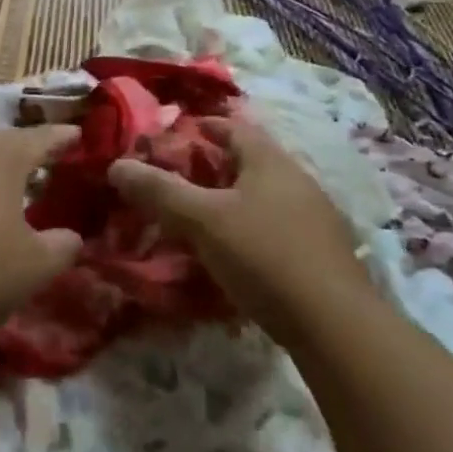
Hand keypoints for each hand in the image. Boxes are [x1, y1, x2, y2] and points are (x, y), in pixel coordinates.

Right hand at [108, 116, 367, 342]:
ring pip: (261, 195)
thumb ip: (159, 191)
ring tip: (197, 218)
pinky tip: (233, 253)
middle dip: (211, 166)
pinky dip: (248, 228)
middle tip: (175, 181)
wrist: (336, 325)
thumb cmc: (264, 255)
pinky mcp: (320, 251)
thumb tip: (117, 165)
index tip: (170, 138)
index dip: (200, 127)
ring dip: (230, 200)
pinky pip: (275, 225)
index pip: (232, 126)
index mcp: (269, 160)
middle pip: (247, 161)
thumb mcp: (202, 220)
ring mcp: (314, 216)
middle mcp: (296, 178)